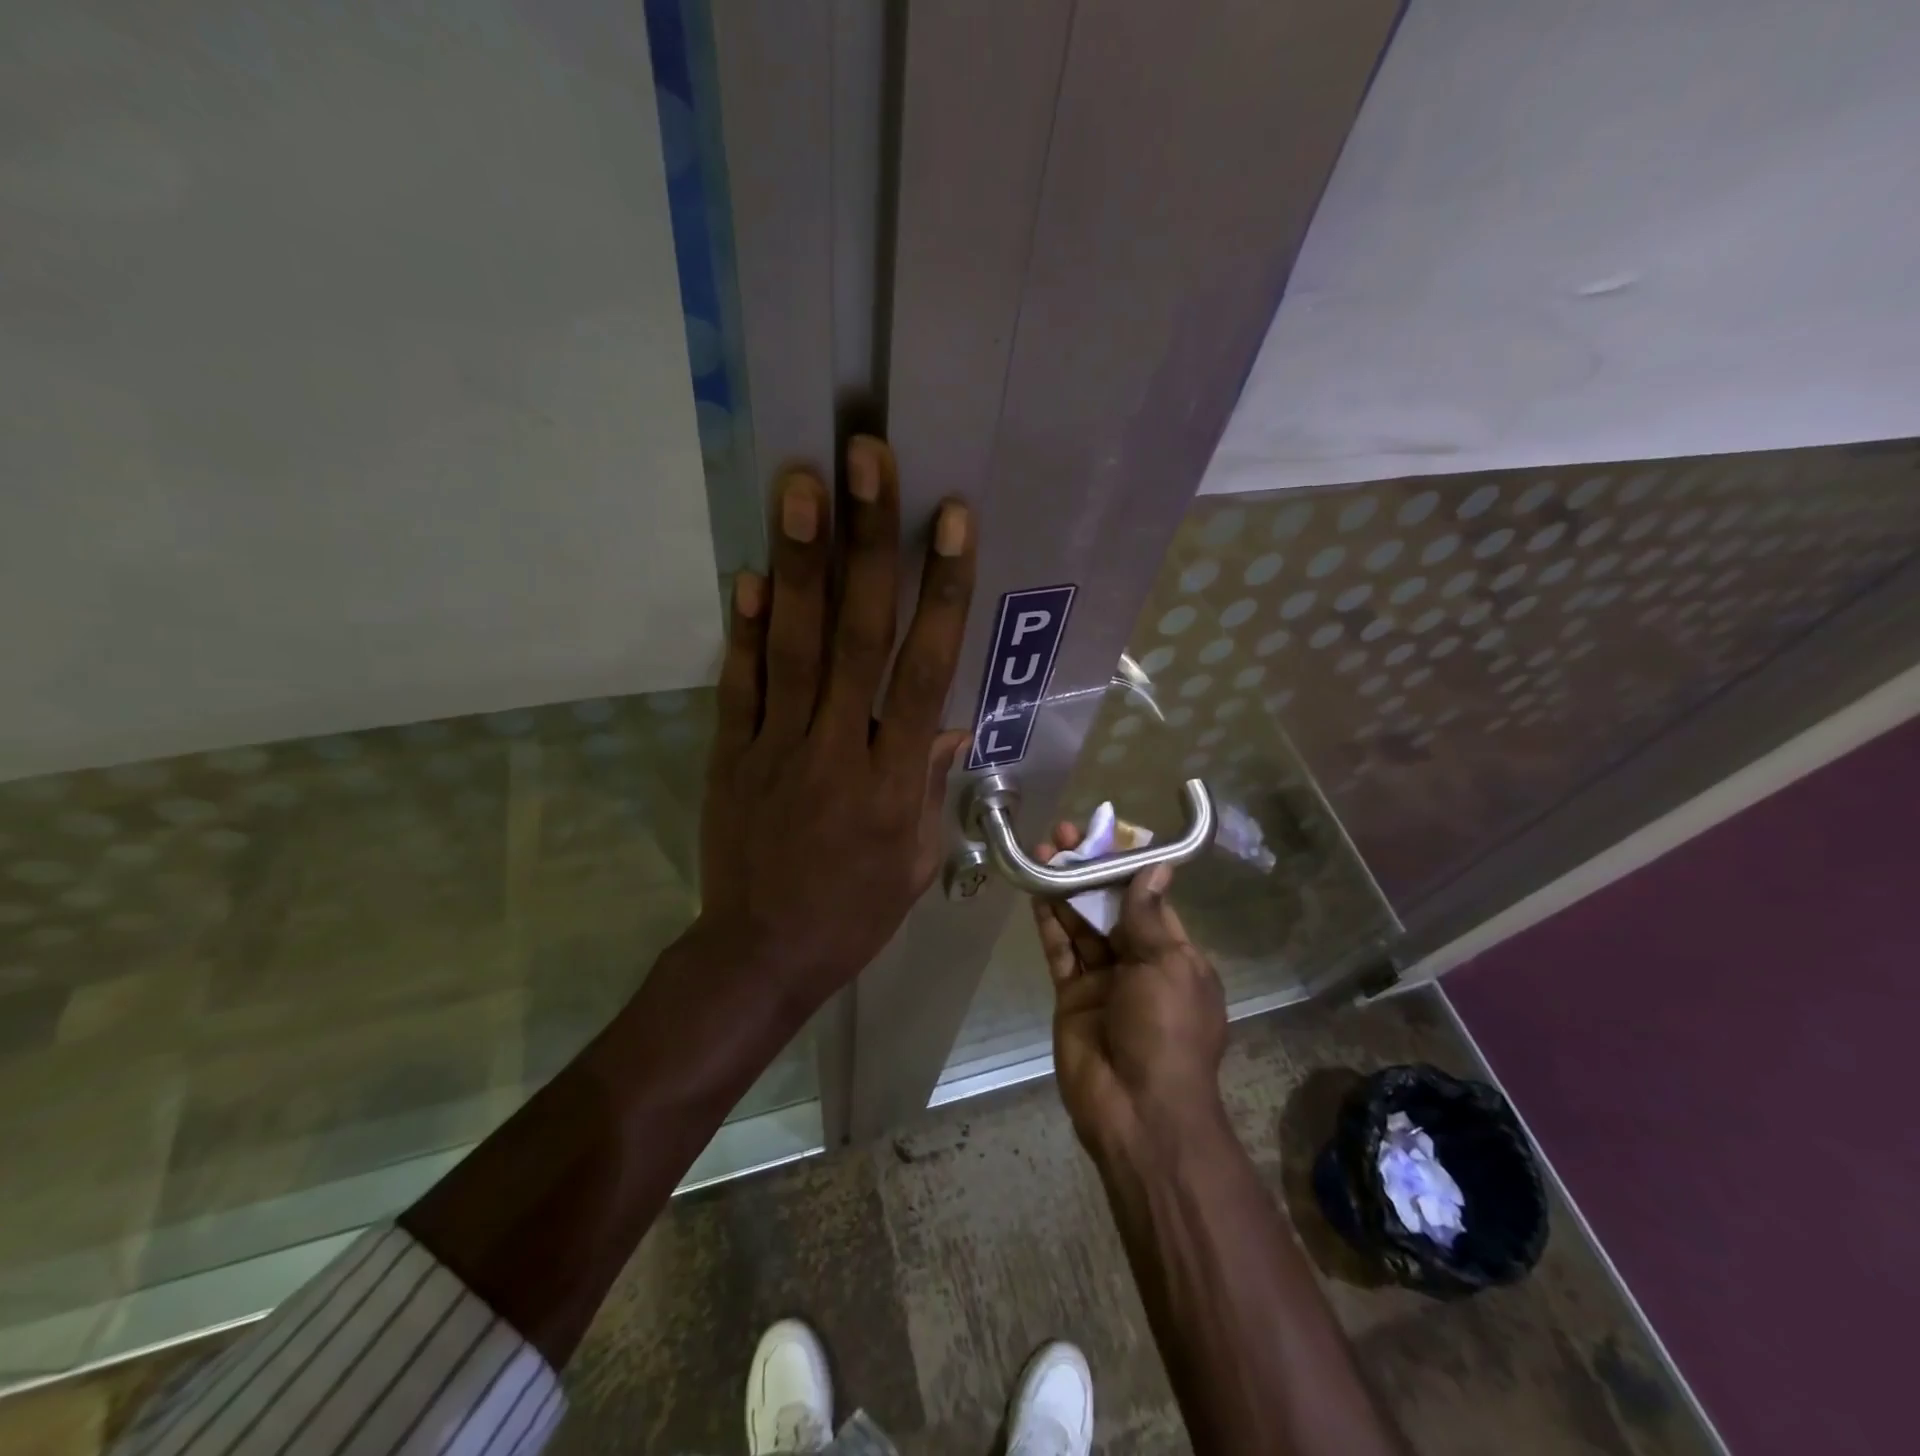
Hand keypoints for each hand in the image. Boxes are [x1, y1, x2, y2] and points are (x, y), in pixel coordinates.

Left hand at [698, 437, 975, 1008]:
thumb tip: (948, 722)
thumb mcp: (918, 860)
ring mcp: (776, 746)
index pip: (925, 668)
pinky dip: (744, 628)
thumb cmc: (855, 912)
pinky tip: (749, 572)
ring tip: (802, 484)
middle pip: (858, 634)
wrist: (763, 954)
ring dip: (801, 561)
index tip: (949, 519)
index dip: (940, 589)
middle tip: (867, 459)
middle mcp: (838, 747)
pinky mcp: (730, 755)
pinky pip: (739, 684)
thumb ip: (931, 784)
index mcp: (894, 778)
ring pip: (795, 644)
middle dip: (867, 542)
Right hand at [1032, 825, 1228, 1159]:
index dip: (1126, 866)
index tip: (1105, 833)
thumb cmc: (1167, 1031)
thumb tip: (1155, 867)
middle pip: (1109, 907)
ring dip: (1065, 888)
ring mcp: (1102, 980)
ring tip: (1044, 849)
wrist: (1138, 1110)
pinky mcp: (1071, 996)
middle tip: (1063, 834)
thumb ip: (1149, 916)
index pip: (1148, 899)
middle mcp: (1138, 963)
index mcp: (1173, 956)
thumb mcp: (1168, 967)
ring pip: (1081, 924)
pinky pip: (1059, 951)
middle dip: (1089, 870)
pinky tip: (1037, 889)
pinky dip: (1049, 921)